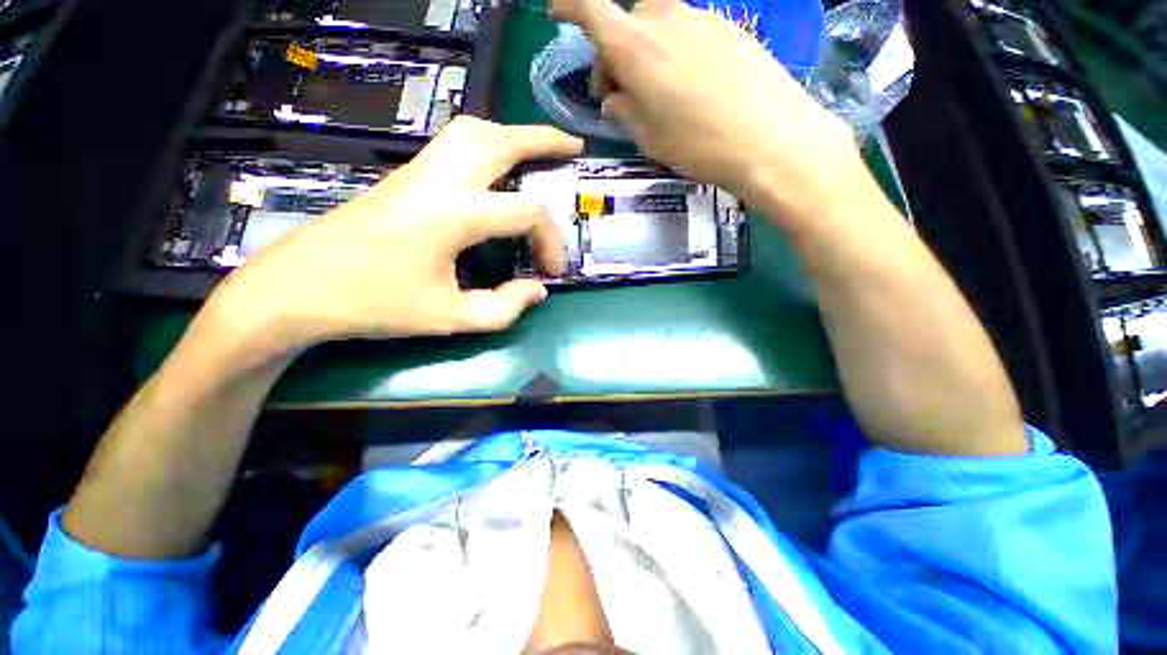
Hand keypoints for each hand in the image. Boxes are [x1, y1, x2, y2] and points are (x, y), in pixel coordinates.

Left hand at [207, 117, 582, 358]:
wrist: (296, 289)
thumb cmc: (374, 306)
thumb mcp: (449, 318)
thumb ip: (503, 308)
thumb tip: (537, 291)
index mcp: (454, 214)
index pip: (526, 212)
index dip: (551, 240)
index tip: (552, 271)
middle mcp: (438, 180)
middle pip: (500, 140)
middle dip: (543, 140)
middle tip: (573, 147)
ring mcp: (416, 171)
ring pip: (473, 130)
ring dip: (512, 135)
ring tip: (538, 149)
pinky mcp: (404, 177)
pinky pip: (454, 143)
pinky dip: (486, 144)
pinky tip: (495, 168)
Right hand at [554, 0, 867, 222]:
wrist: (771, 140)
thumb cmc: (699, 145)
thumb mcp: (648, 137)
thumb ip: (624, 110)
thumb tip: (615, 95)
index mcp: (635, 47)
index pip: (591, 10)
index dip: (569, 7)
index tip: (557, 13)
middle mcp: (664, 19)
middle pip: (626, 24)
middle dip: (615, 56)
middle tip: (622, 96)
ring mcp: (701, 18)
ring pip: (657, 26)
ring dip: (647, 53)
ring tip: (659, 94)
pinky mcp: (728, 26)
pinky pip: (687, 31)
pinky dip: (675, 52)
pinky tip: (690, 86)